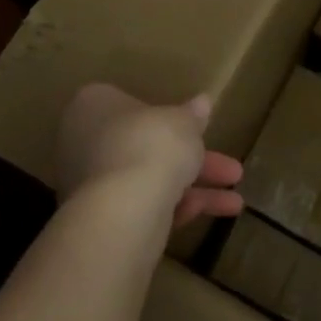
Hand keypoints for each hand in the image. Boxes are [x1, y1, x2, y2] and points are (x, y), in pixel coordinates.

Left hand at [57, 83, 245, 227]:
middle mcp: (83, 141)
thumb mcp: (182, 123)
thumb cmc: (150, 144)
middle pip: (145, 145)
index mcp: (93, 105)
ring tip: (236, 201)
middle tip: (231, 169)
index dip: (169, 117)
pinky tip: (216, 214)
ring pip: (148, 179)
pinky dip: (178, 209)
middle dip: (193, 159)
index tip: (199, 129)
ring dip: (194, 188)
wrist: (124, 208)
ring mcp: (88, 182)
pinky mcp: (99, 218)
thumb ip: (192, 115)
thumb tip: (203, 101)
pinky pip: (143, 206)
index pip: (131, 104)